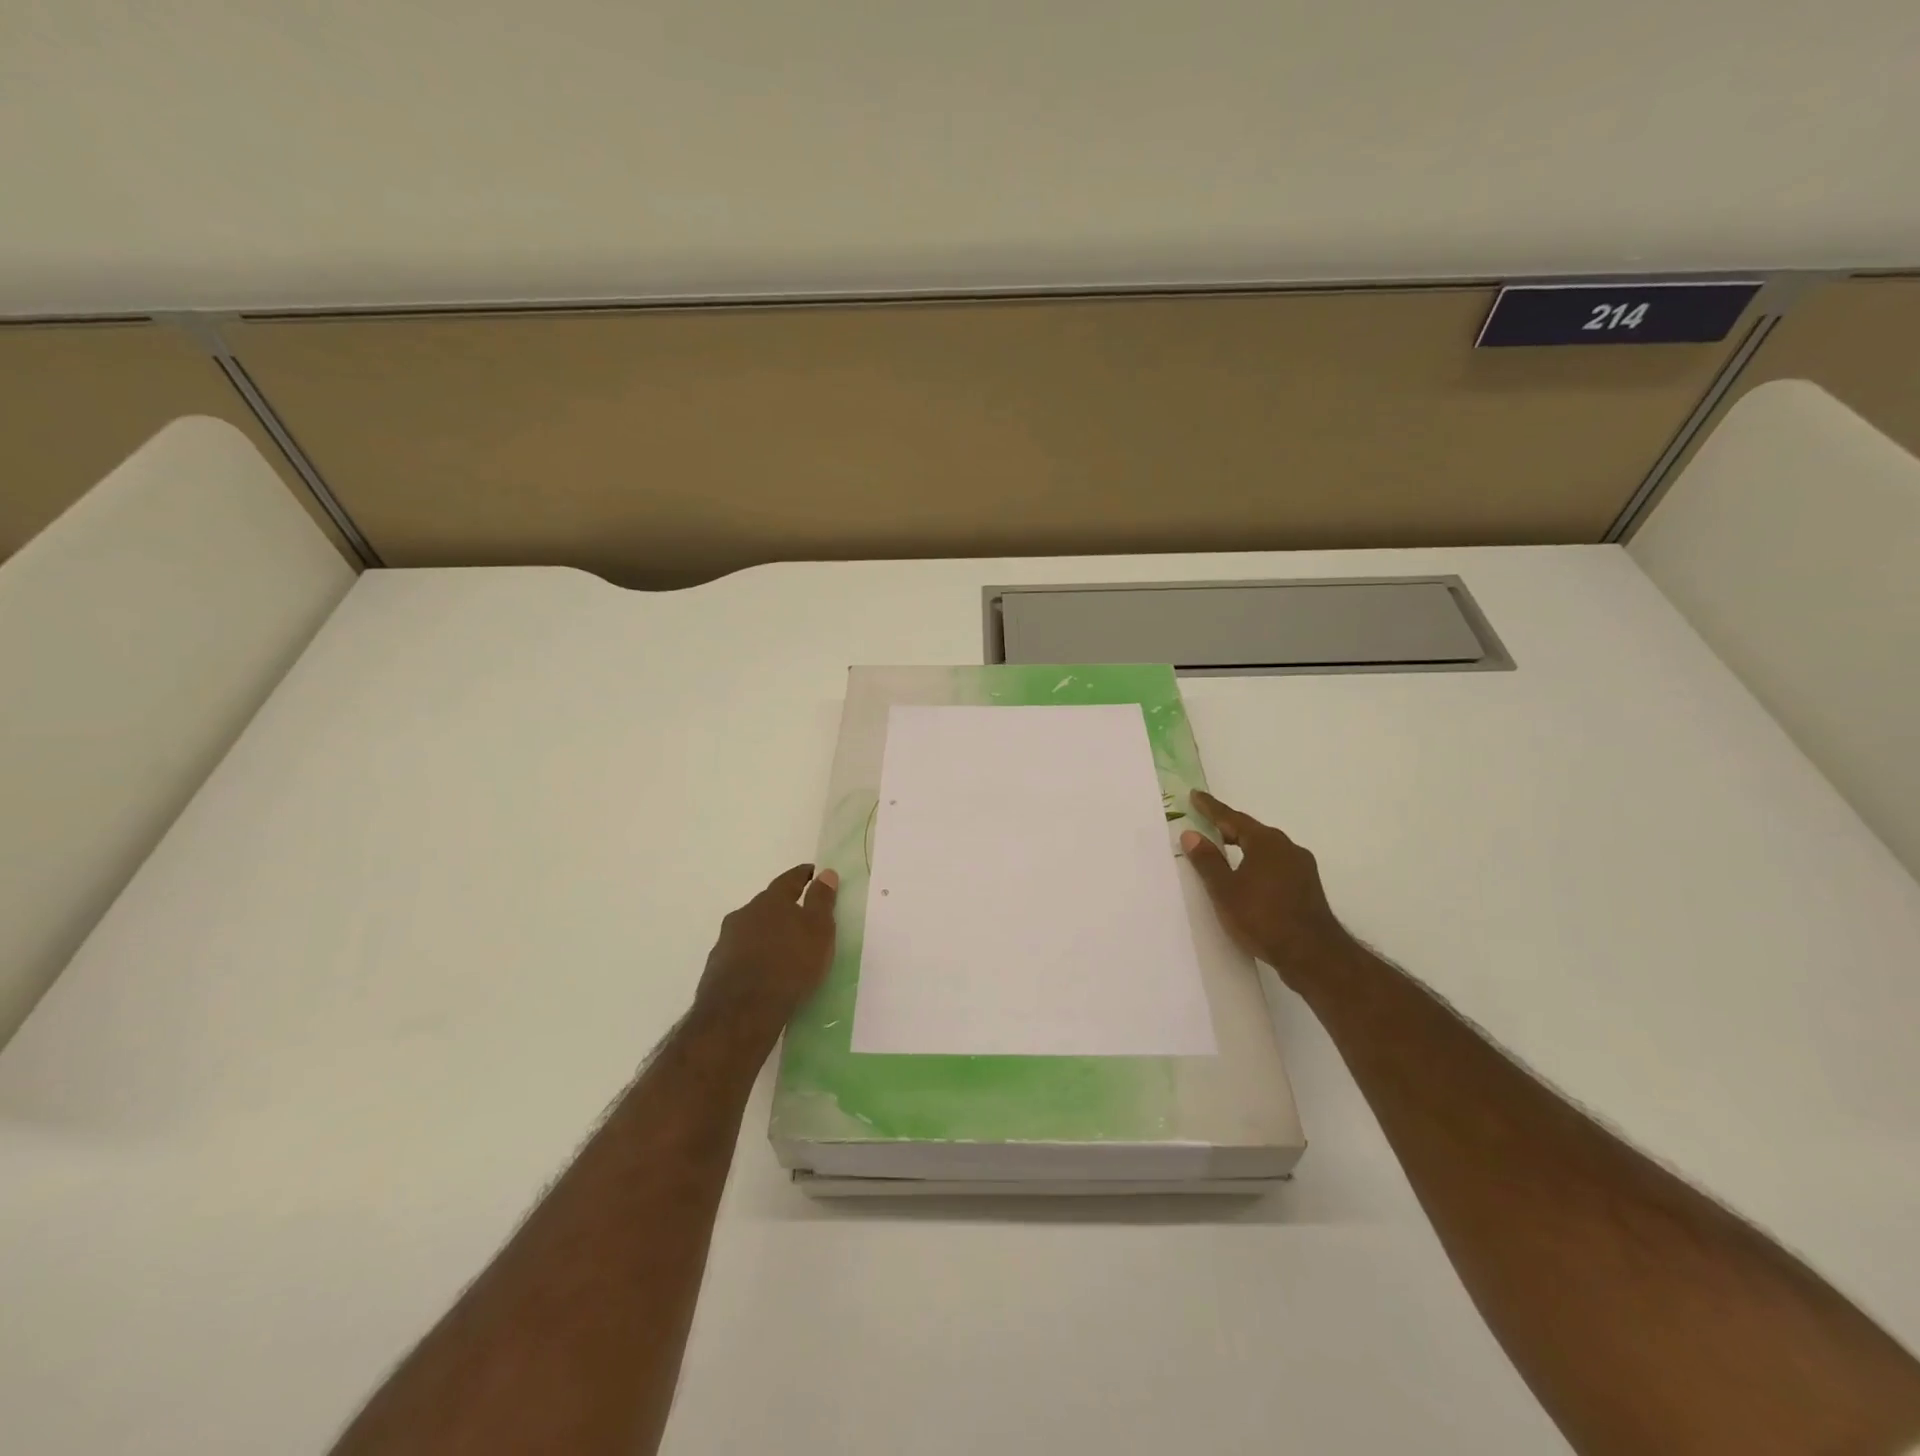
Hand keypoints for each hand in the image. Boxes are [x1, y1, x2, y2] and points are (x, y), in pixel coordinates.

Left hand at [693, 864, 838, 1044]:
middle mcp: (744, 914)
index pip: (789, 879)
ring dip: (764, 935)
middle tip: (798, 917)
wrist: (742, 1012)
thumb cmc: (790, 965)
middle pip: (766, 905)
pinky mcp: (716, 969)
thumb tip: (826, 873)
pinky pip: (739, 956)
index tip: (812, 873)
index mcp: (771, 901)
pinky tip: (761, 974)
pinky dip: (752, 958)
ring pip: (750, 930)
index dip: (803, 875)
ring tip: (780, 950)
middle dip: (782, 908)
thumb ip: (822, 901)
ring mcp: (726, 942)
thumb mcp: (818, 931)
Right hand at [1180, 791, 1356, 985]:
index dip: (1211, 808)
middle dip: (1228, 827)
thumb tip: (1191, 834)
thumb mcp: (1225, 890)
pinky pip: (1275, 865)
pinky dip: (1256, 864)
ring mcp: (1302, 868)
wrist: (1313, 956)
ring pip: (1265, 849)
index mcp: (1266, 842)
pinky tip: (1248, 878)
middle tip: (1205, 824)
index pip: (1232, 818)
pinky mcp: (1307, 888)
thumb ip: (1207, 860)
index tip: (1195, 796)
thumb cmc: (1263, 918)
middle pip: (1251, 831)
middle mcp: (1287, 848)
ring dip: (1243, 847)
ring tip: (1224, 851)